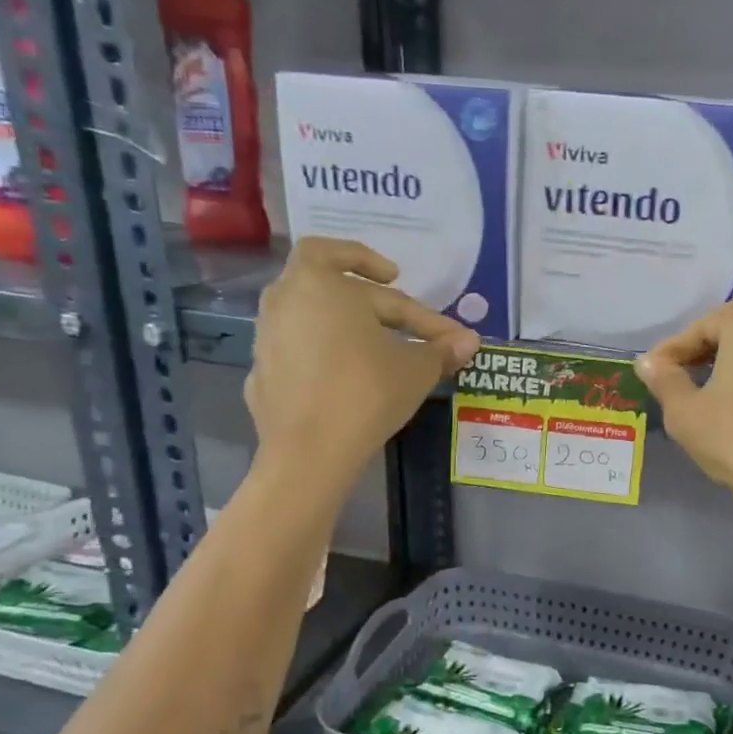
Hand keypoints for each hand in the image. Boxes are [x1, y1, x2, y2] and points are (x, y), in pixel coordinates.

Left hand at [245, 238, 477, 485]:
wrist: (311, 451)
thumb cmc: (367, 392)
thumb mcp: (417, 369)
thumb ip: (441, 349)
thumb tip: (471, 342)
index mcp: (320, 283)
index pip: (381, 289)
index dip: (421, 310)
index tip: (441, 327)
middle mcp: (284, 298)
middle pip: (332, 283)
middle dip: (374, 300)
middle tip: (402, 318)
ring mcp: (267, 335)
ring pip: (311, 313)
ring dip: (344, 321)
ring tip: (374, 344)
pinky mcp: (261, 370)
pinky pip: (299, 348)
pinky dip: (324, 353)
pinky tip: (345, 376)